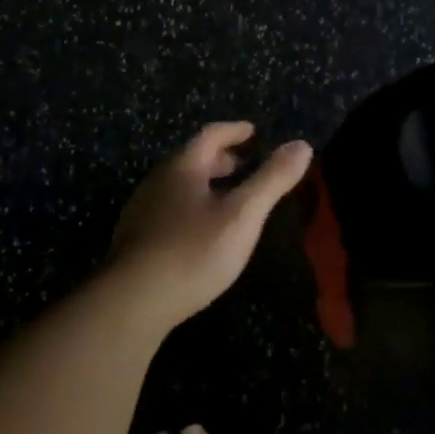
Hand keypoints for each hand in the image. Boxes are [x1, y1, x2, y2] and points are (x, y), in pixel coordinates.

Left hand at [109, 122, 312, 329]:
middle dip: (220, 158)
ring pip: (179, 185)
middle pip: (192, 158)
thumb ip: (272, 180)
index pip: (210, 135)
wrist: (131, 303)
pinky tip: (201, 231)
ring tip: (227, 197)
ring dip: (205, 183)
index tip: (253, 131)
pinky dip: (192, 206)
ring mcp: (142, 210)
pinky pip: (169, 208)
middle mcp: (158, 180)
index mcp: (183, 166)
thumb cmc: (192, 251)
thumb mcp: (242, 215)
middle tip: (244, 163)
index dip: (234, 130)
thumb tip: (302, 145)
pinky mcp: (135, 240)